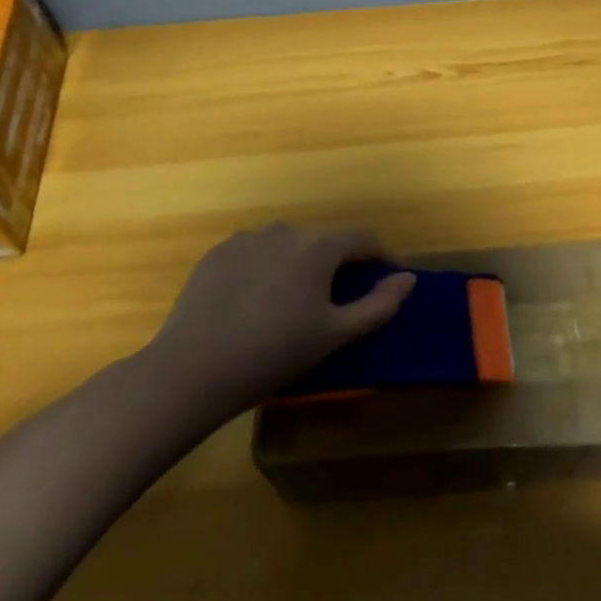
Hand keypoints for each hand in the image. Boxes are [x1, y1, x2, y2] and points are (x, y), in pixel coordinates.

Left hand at [147, 222, 415, 419]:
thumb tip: (407, 278)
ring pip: (286, 246)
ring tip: (290, 304)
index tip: (390, 276)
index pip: (362, 239)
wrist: (194, 369)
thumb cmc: (274, 353)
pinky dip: (264, 270)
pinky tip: (254, 303)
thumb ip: (378, 305)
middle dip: (336, 265)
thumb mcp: (335, 336)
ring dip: (298, 266)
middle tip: (335, 302)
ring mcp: (246, 239)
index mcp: (317, 248)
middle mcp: (284, 231)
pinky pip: (254, 254)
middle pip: (322, 242)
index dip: (382, 256)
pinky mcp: (216, 253)